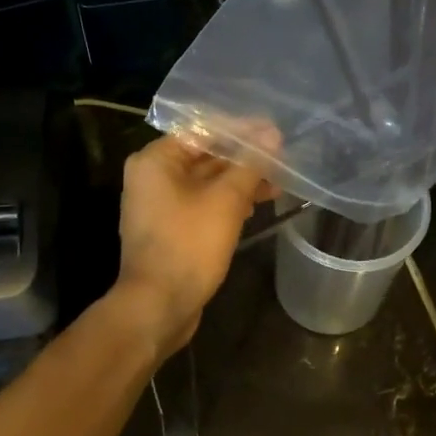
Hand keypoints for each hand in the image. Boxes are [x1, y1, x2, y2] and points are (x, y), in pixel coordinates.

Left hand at [114, 134, 274, 355]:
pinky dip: (228, 202)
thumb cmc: (189, 245)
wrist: (158, 306)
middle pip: (205, 156)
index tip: (274, 131)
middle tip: (282, 157)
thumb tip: (272, 135)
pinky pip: (203, 204)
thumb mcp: (226, 201)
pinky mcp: (172, 229)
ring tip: (278, 183)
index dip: (241, 130)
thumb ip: (250, 165)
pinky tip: (257, 204)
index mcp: (156, 160)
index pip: (203, 131)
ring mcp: (161, 205)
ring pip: (207, 182)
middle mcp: (153, 177)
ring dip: (240, 181)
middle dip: (244, 158)